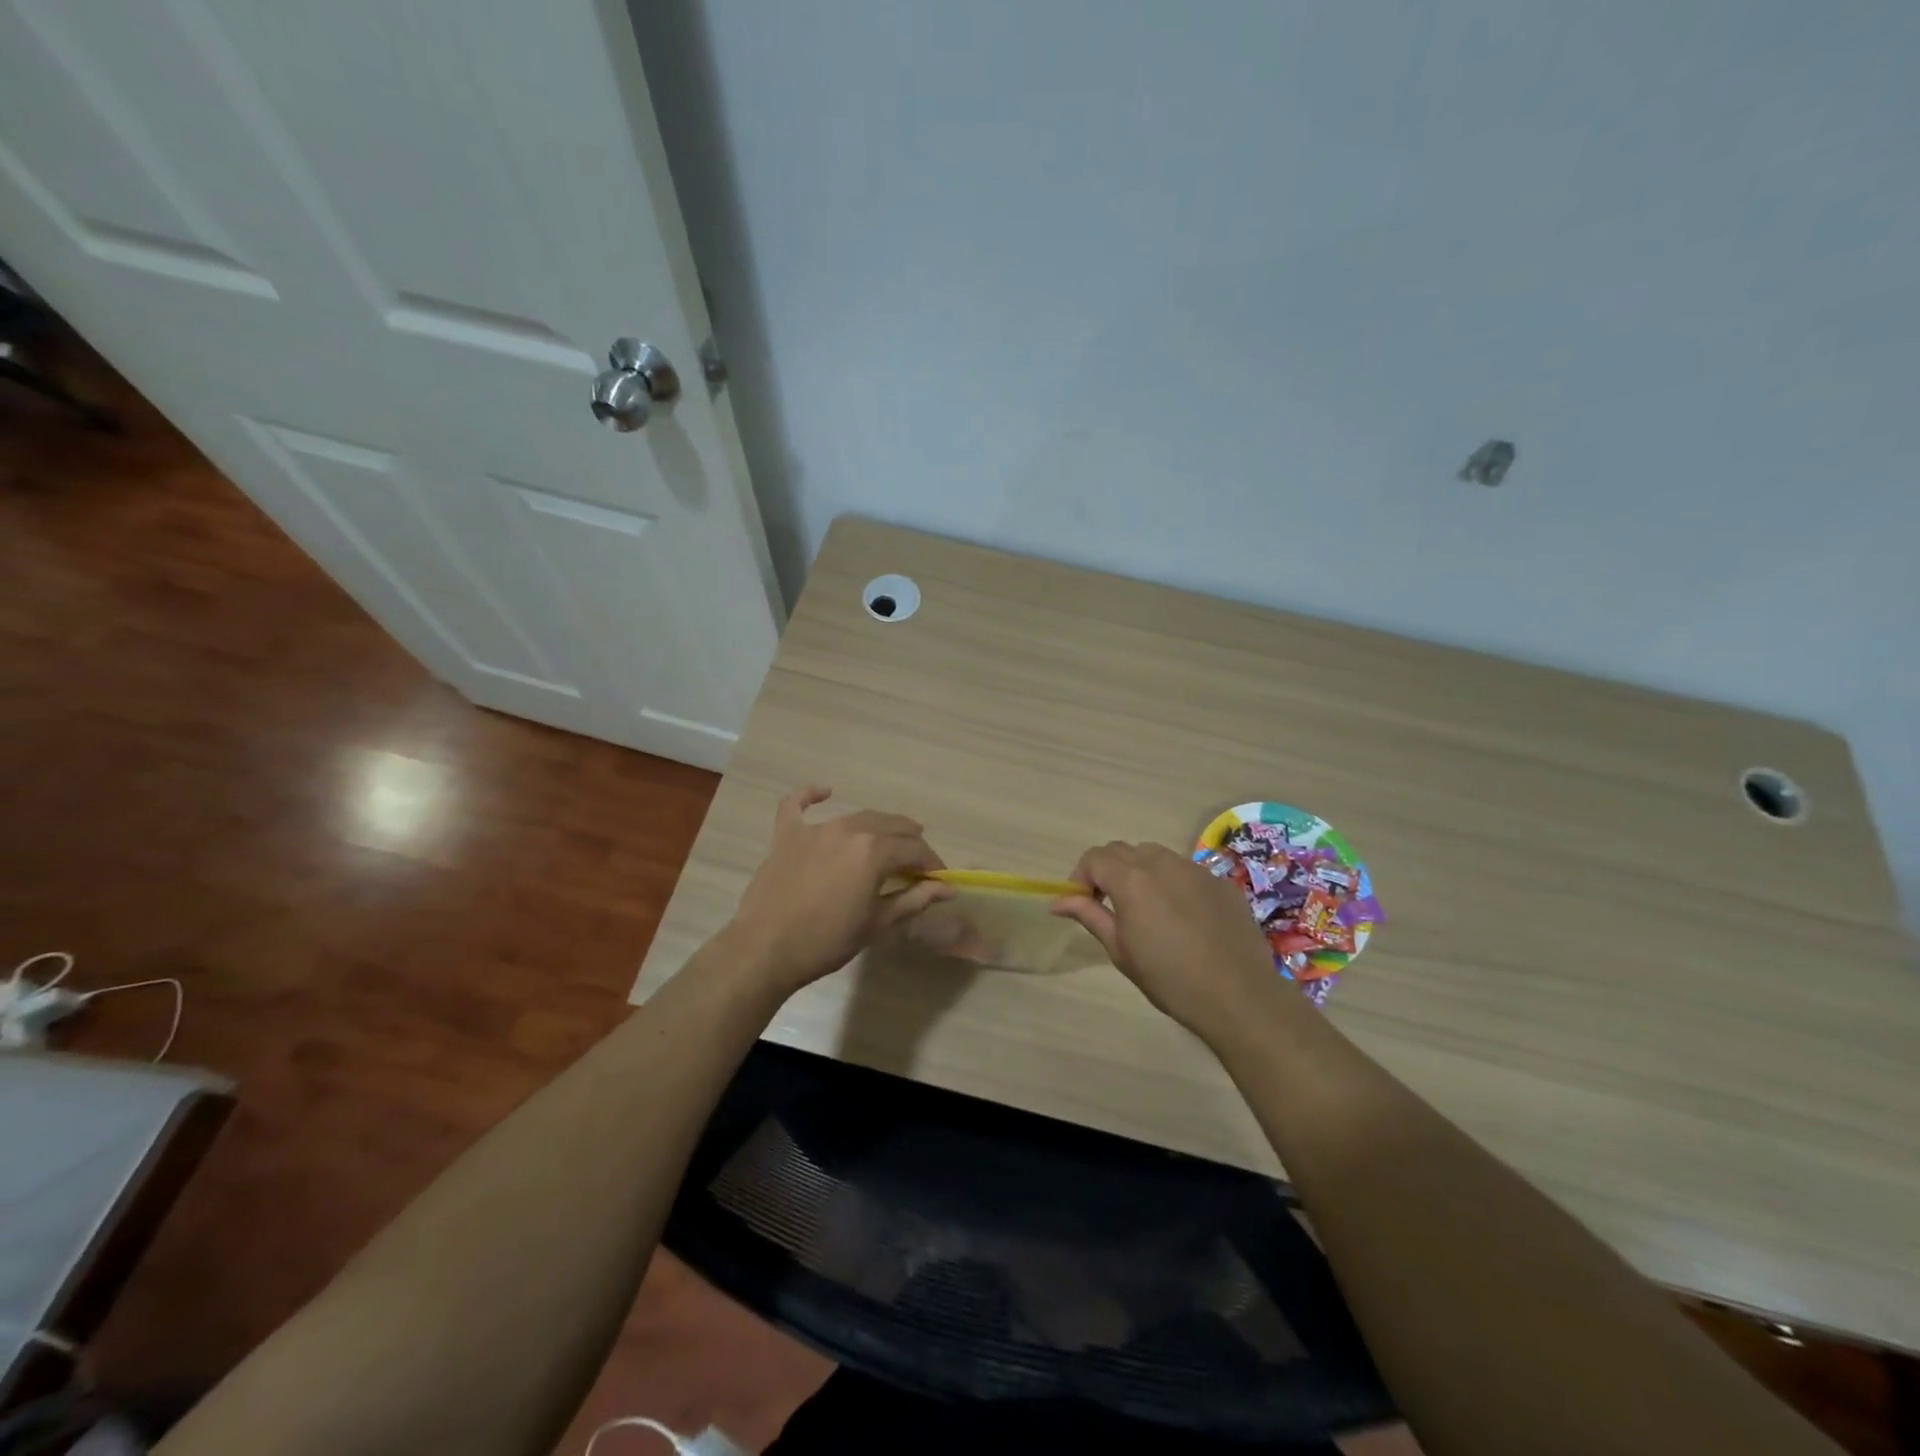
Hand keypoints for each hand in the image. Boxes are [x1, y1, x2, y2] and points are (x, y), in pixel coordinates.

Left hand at [727, 787, 952, 994]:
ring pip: (857, 817)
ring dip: (878, 827)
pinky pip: (798, 805)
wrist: (765, 950)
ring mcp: (815, 829)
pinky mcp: (786, 835)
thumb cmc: (827, 941)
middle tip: (917, 862)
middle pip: (891, 826)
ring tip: (889, 839)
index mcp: (874, 851)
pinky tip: (825, 792)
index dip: (931, 863)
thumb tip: (947, 888)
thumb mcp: (877, 923)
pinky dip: (811, 796)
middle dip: (910, 842)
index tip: (938, 880)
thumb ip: (914, 899)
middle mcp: (849, 829)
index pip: (915, 849)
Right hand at [1051, 841, 1288, 1042]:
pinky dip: (1172, 883)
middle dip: (1108, 871)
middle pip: (1123, 850)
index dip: (1081, 876)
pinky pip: (1186, 871)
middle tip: (1109, 906)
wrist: (1239, 996)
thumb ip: (1090, 916)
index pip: (1094, 857)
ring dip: (1140, 872)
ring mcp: (1195, 869)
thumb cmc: (1170, 979)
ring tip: (1146, 908)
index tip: (1083, 903)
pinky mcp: (1221, 882)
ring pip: (1155, 855)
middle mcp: (1162, 863)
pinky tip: (1182, 918)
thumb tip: (1058, 901)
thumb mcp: (1121, 951)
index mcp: (1131, 879)